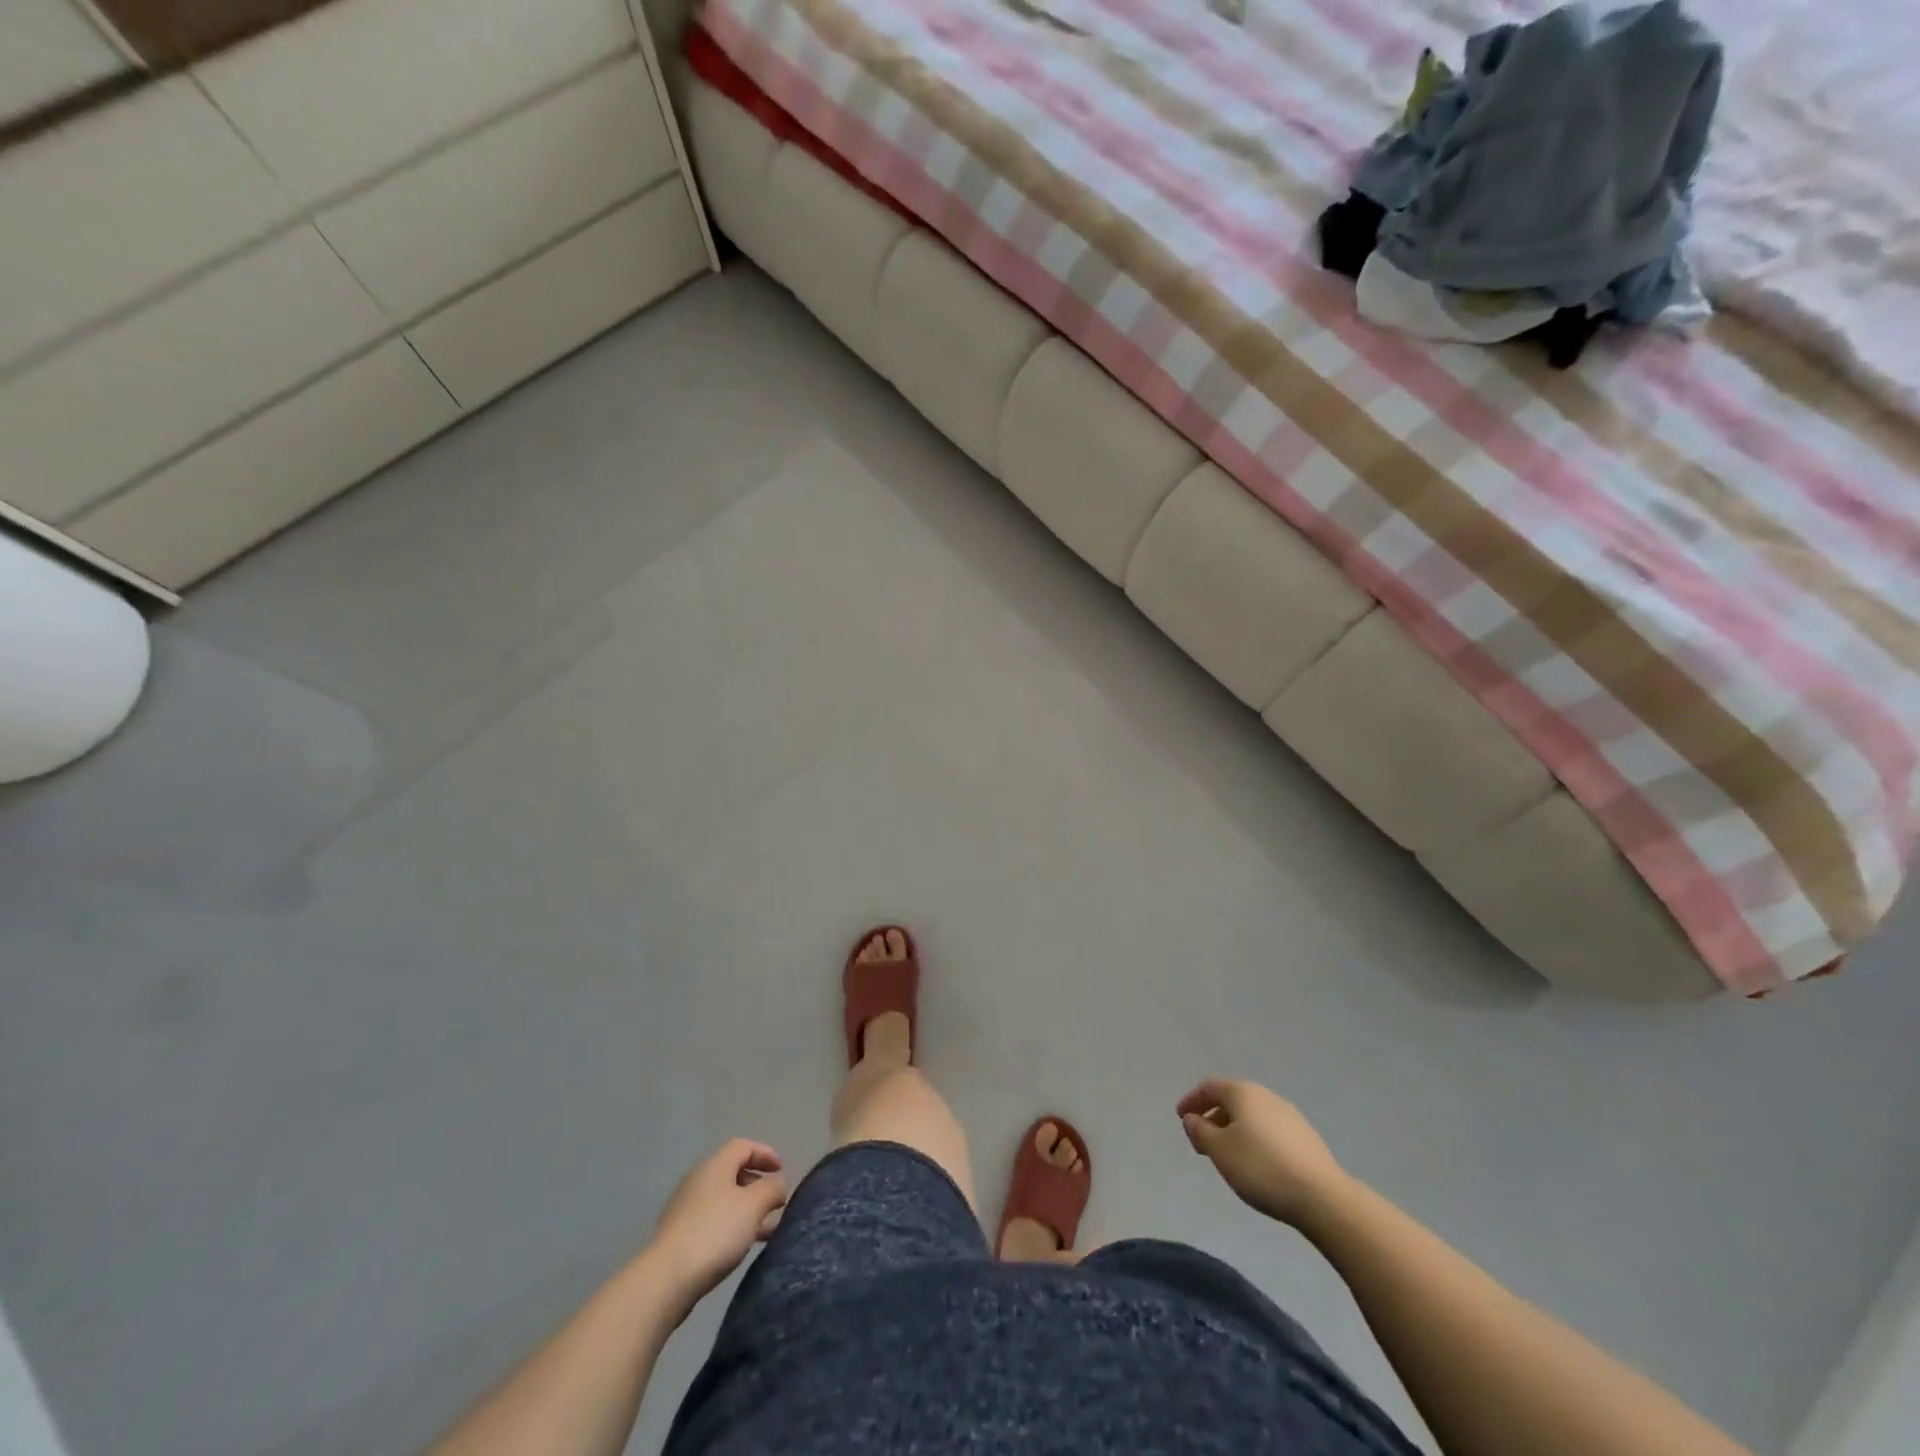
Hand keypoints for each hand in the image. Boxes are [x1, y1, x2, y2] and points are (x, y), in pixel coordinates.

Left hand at [649, 1139, 789, 1315]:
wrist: (667, 1279)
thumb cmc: (716, 1232)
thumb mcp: (753, 1205)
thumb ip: (772, 1189)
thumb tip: (779, 1183)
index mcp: (716, 1165)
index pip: (744, 1146)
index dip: (766, 1153)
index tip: (782, 1171)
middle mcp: (699, 1180)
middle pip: (733, 1172)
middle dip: (758, 1184)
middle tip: (776, 1201)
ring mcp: (686, 1208)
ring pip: (725, 1200)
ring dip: (748, 1209)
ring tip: (768, 1228)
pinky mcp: (680, 1236)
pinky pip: (714, 1221)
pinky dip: (733, 1226)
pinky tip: (744, 1246)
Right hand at [1178, 1079, 1347, 1227]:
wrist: (1322, 1197)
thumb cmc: (1261, 1168)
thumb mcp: (1220, 1151)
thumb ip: (1200, 1131)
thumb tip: (1192, 1118)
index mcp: (1243, 1093)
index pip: (1209, 1086)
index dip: (1192, 1100)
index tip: (1181, 1118)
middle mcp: (1266, 1096)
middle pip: (1232, 1099)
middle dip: (1213, 1116)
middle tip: (1202, 1141)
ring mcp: (1289, 1115)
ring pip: (1252, 1115)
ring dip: (1233, 1128)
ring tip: (1227, 1154)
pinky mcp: (1305, 1137)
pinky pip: (1269, 1129)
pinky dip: (1254, 1138)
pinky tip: (1256, 1162)